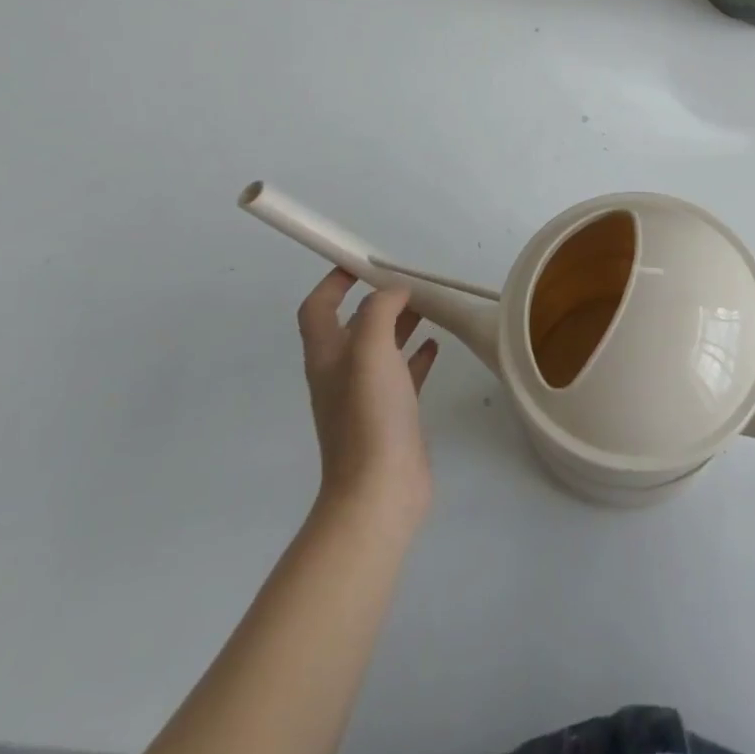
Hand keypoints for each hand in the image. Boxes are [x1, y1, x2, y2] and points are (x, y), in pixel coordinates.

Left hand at [298, 269, 438, 529]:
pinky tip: (437, 345)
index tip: (362, 261)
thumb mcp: (369, 350)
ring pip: (382, 347)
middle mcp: (342, 373)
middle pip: (353, 324)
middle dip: (378, 299)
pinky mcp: (393, 415)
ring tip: (430, 305)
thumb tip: (393, 291)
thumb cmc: (370, 416)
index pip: (317, 308)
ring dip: (401, 323)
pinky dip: (418, 355)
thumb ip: (379, 311)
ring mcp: (367, 396)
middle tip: (410, 282)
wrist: (380, 491)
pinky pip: (404, 374)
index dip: (333, 281)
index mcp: (327, 356)